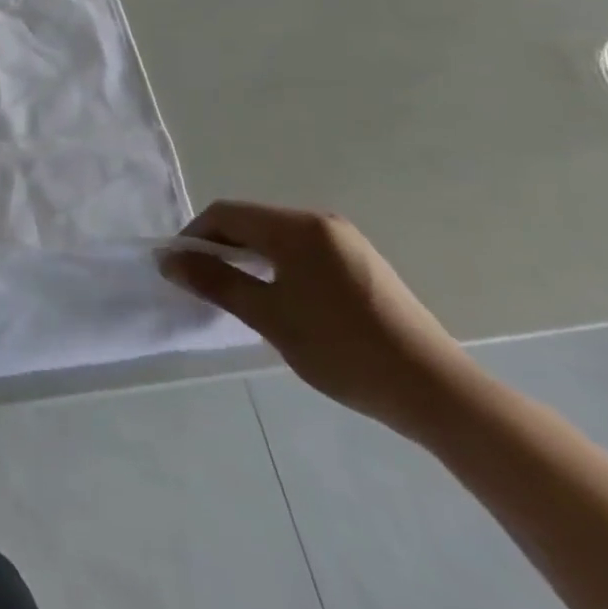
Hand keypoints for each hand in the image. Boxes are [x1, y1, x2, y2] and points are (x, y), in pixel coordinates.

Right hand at [159, 200, 473, 438]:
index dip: (194, 236)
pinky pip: (303, 252)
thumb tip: (169, 260)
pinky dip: (278, 267)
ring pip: (277, 238)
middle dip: (221, 247)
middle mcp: (320, 222)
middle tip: (204, 284)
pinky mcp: (363, 265)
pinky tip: (282, 300)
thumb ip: (216, 282)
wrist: (438, 394)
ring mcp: (346, 242)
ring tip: (238, 294)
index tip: (178, 268)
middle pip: (251, 222)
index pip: (226, 214)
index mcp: (296, 226)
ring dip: (249, 258)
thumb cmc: (343, 349)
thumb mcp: (269, 317)